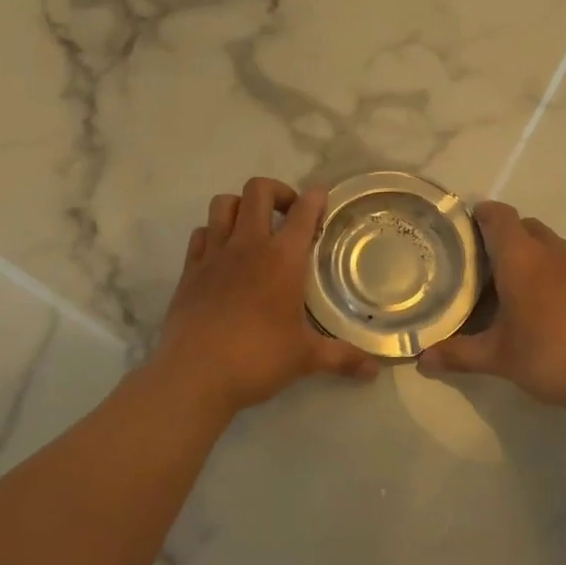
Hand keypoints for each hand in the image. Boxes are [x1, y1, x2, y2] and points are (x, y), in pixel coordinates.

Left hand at [151, 177, 378, 416]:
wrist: (194, 374)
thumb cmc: (258, 358)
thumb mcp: (306, 358)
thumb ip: (342, 357)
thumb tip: (375, 370)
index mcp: (283, 259)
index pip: (303, 212)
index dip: (315, 198)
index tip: (322, 196)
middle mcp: (248, 245)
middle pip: (258, 190)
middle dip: (277, 191)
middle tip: (288, 213)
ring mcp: (214, 254)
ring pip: (224, 204)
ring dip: (241, 206)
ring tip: (253, 227)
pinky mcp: (190, 270)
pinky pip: (200, 234)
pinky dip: (213, 234)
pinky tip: (222, 253)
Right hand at [416, 201, 565, 414]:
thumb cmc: (549, 356)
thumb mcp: (497, 358)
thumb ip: (458, 354)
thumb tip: (421, 360)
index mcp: (521, 258)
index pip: (499, 216)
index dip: (482, 214)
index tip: (466, 227)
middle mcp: (552, 252)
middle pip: (526, 226)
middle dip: (505, 236)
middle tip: (485, 263)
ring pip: (551, 245)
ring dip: (532, 254)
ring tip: (516, 286)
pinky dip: (556, 274)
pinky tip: (550, 308)